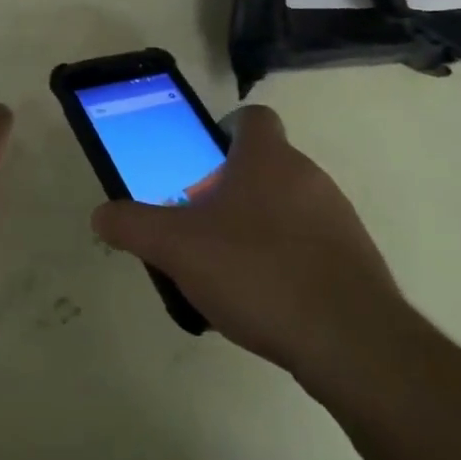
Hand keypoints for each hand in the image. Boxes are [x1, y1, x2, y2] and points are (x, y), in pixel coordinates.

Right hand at [91, 106, 408, 392]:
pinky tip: (270, 301)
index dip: (227, 130)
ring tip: (233, 269)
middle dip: (235, 187)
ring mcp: (339, 218)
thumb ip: (134, 226)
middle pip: (267, 164)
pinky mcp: (359, 262)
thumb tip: (101, 216)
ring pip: (291, 206)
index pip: (252, 117)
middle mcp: (308, 175)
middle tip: (204, 223)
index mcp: (267, 157)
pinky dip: (291, 261)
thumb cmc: (257, 271)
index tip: (204, 161)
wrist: (351, 342)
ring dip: (263, 225)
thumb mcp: (177, 247)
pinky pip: (315, 246)